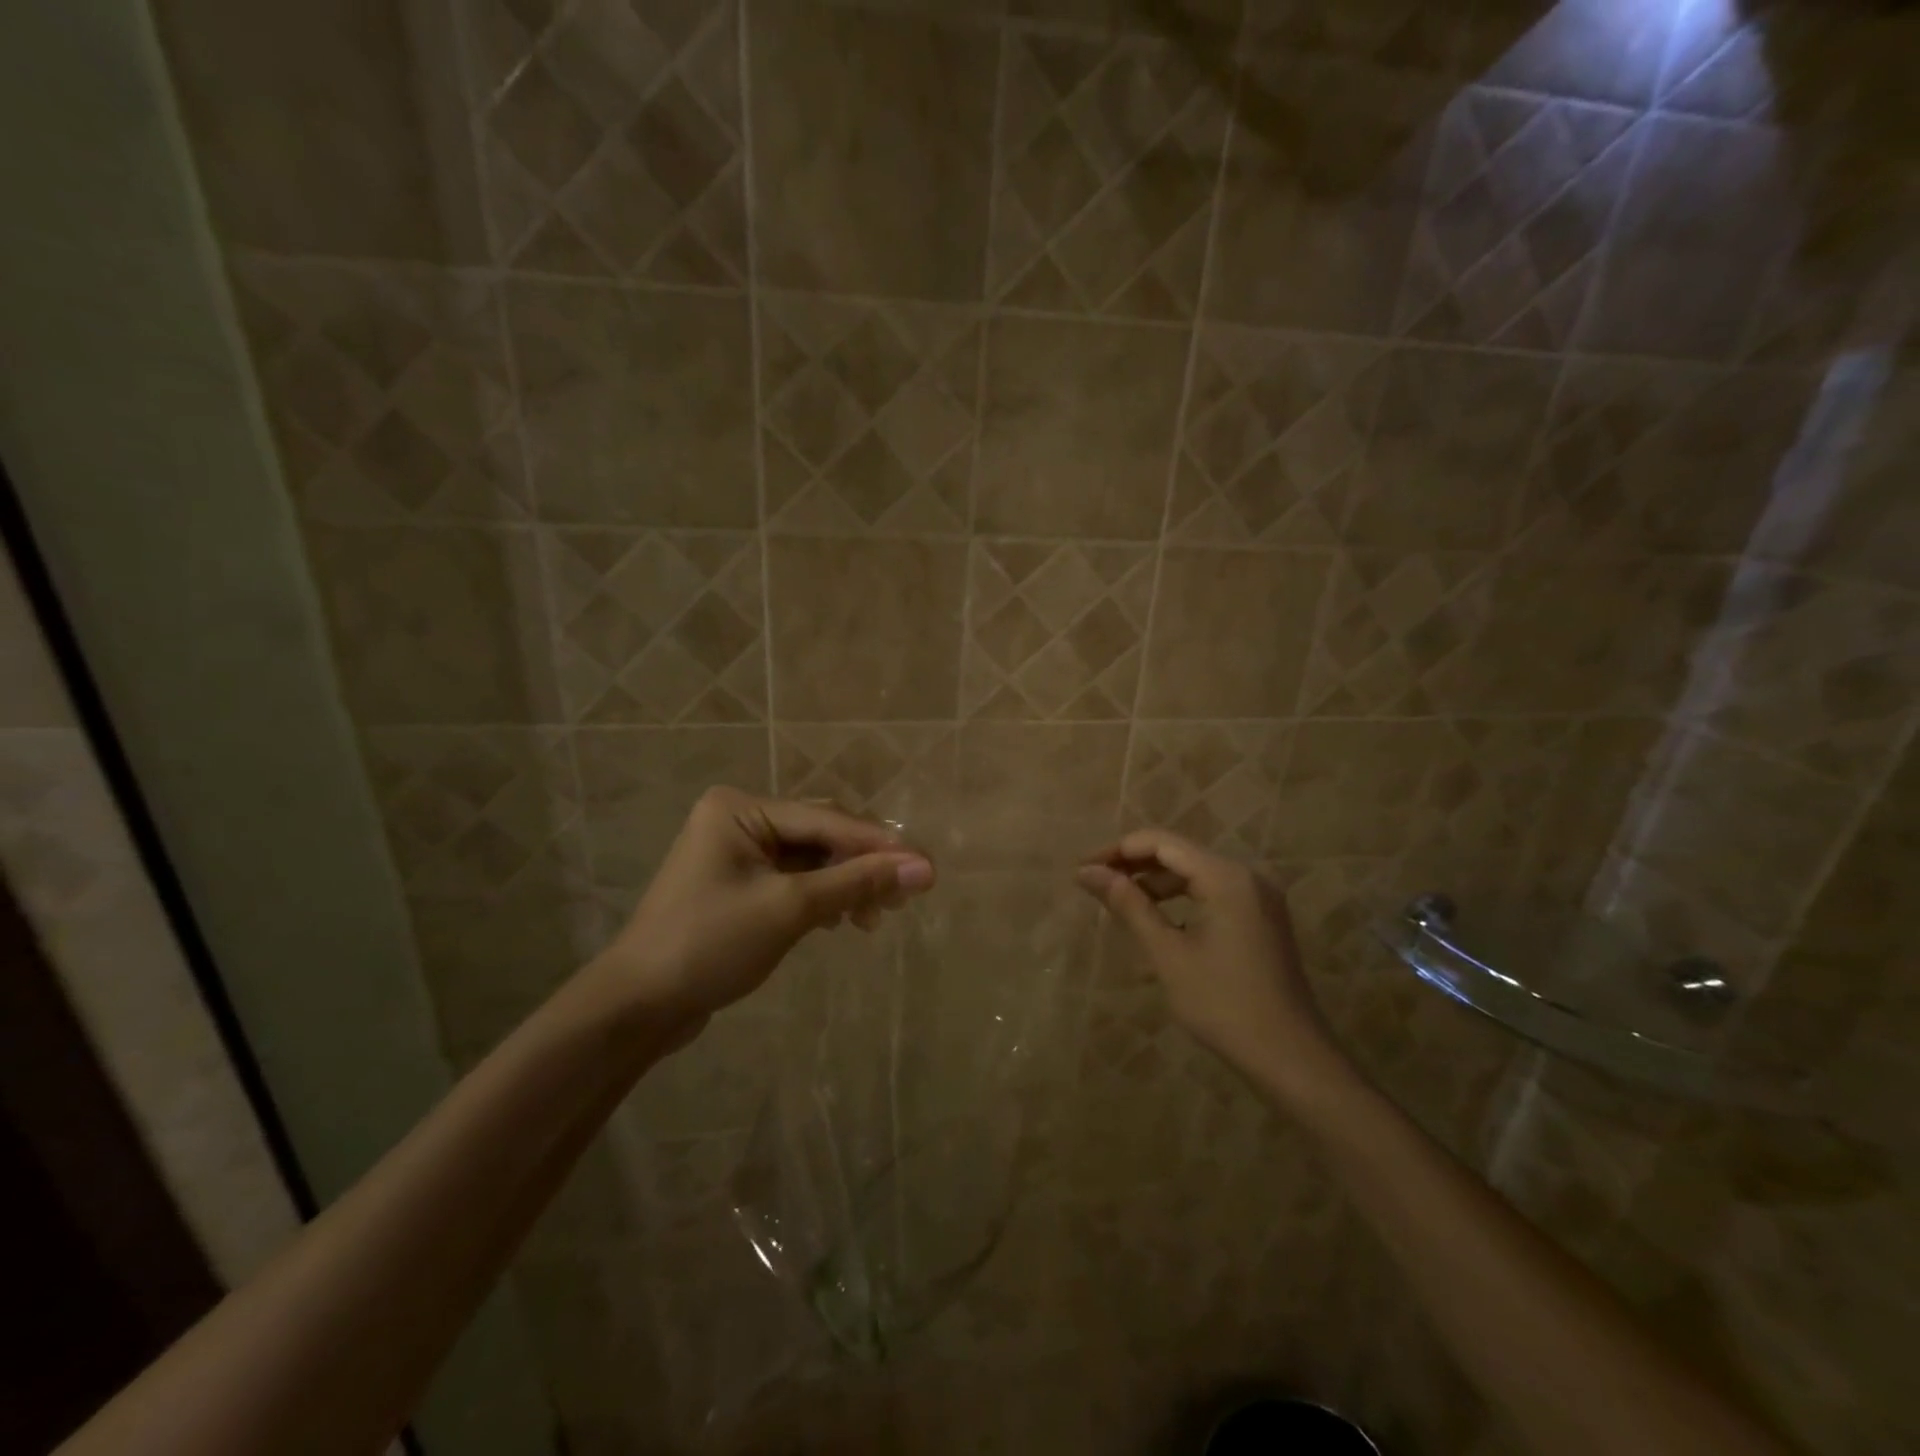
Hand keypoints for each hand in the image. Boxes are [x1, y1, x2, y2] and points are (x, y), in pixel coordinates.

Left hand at [596, 788, 934, 1031]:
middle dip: (862, 865)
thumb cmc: (710, 944)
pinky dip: (822, 896)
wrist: (637, 1007)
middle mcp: (738, 819)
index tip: (927, 868)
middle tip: (903, 898)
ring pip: (810, 859)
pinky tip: (842, 920)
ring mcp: (736, 852)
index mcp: (740, 808)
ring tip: (874, 919)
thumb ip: (858, 882)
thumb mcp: (790, 909)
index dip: (879, 846)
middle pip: (821, 834)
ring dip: (845, 884)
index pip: (827, 820)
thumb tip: (924, 868)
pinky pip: (793, 879)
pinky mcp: (738, 885)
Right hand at [1077, 829, 1353, 1105]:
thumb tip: (1087, 872)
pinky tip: (1157, 920)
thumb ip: (1128, 905)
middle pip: (1179, 853)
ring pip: (1195, 873)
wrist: (1291, 1058)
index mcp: (1226, 877)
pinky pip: (1212, 893)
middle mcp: (1246, 875)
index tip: (1082, 870)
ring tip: (1118, 903)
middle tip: (1094, 886)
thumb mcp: (1168, 954)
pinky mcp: (1261, 918)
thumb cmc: (1223, 1005)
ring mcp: (1258, 897)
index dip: (1118, 851)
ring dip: (1155, 883)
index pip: (1161, 842)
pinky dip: (1180, 899)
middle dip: (1134, 866)